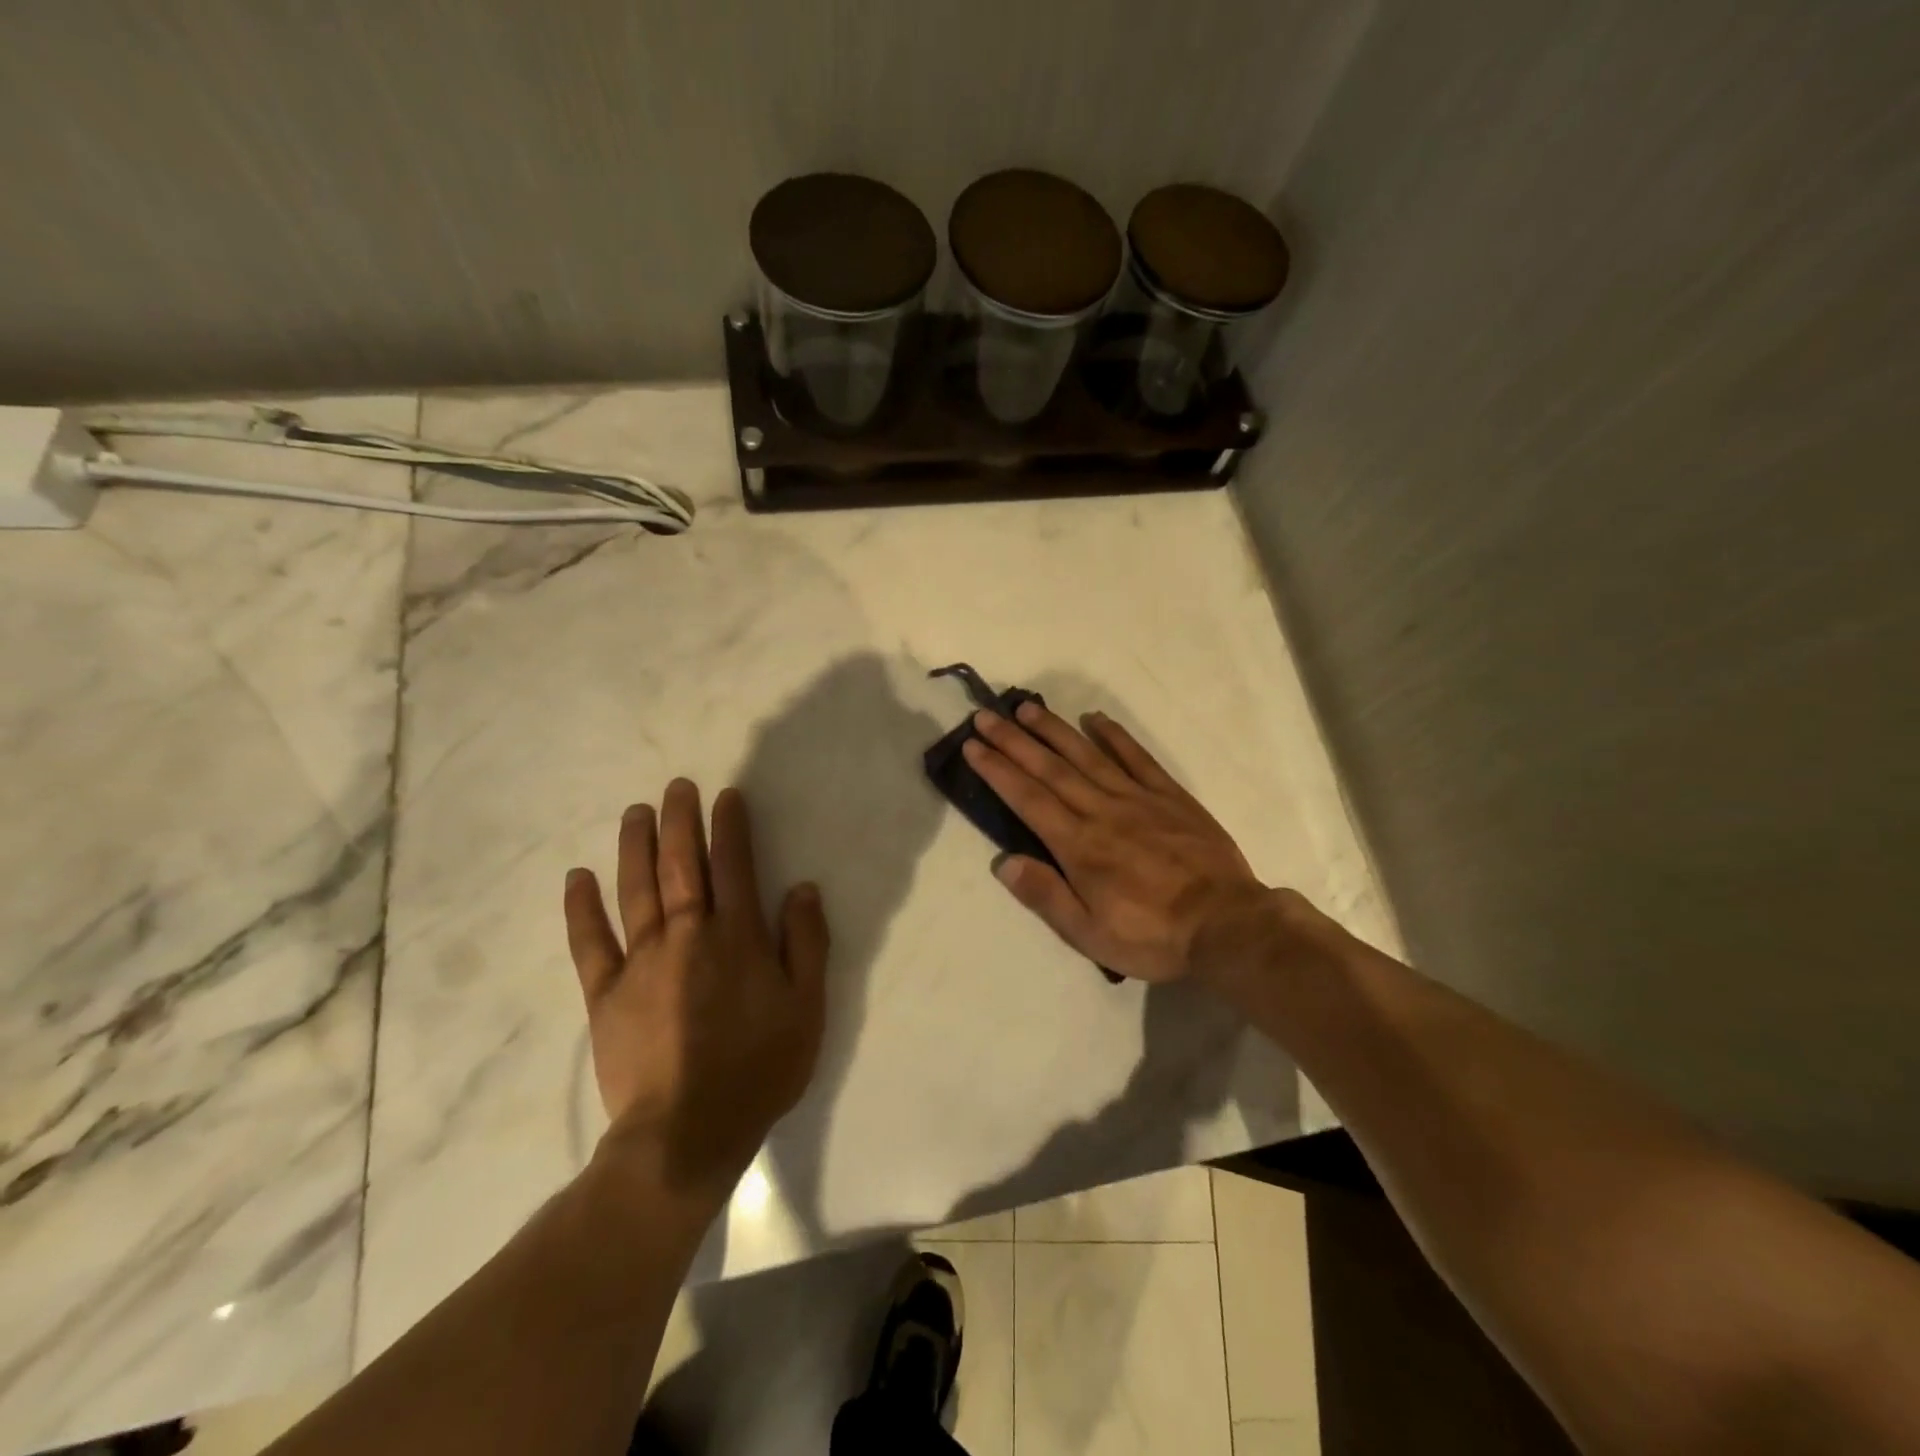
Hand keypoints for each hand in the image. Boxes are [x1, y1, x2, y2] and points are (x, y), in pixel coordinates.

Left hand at [562, 779, 828, 1207]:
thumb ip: (806, 943)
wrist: (687, 1132)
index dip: (730, 827)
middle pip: (682, 865)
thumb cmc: (758, 1068)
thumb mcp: (807, 1007)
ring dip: (635, 846)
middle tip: (676, 787)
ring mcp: (641, 961)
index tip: (726, 796)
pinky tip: (577, 878)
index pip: (734, 865)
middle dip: (680, 821)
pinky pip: (590, 942)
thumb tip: (802, 887)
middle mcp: (688, 934)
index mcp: (737, 936)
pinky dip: (582, 908)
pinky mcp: (605, 993)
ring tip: (635, 812)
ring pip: (636, 889)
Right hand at [962, 703, 1279, 984]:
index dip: (997, 770)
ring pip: (1087, 756)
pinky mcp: (1170, 796)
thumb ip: (1046, 896)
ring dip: (1055, 731)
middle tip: (987, 715)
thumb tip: (1004, 863)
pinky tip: (1096, 720)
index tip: (973, 746)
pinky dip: (1115, 737)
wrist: (1227, 925)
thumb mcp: (1090, 934)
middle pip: (1050, 769)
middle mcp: (1102, 812)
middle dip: (1014, 741)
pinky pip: (1138, 758)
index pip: (1028, 799)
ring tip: (1028, 709)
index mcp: (1079, 846)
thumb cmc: (1152, 936)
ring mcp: (1138, 799)